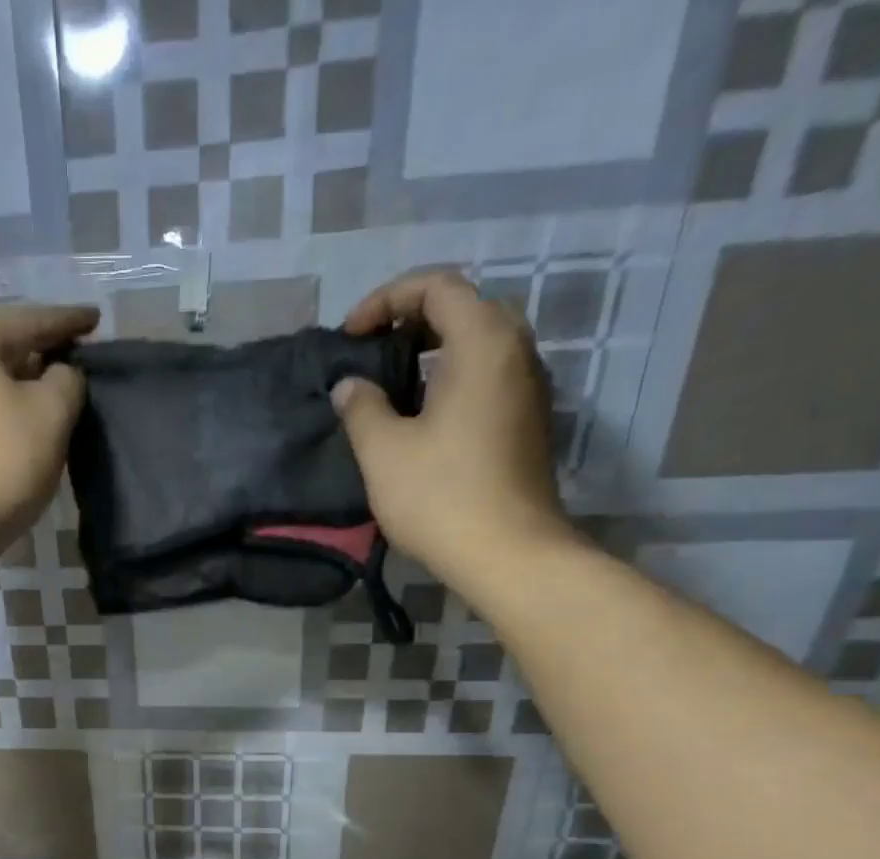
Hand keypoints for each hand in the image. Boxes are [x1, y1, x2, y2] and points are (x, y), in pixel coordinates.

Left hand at [0, 302, 98, 566]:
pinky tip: (12, 426)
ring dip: (12, 387)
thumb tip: (60, 374)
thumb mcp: (51, 415)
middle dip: (36, 355)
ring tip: (46, 395)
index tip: (94, 319)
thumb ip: (67, 381)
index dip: (67, 322)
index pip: (27, 320)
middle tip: (71, 359)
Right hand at [333, 271, 572, 597]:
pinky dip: (451, 378)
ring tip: (390, 386)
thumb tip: (350, 385)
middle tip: (371, 353)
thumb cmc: (441, 496)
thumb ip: (361, 407)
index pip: (437, 286)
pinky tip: (422, 418)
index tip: (350, 335)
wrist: (508, 553)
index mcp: (482, 343)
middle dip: (411, 320)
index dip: (386, 299)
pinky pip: (488, 377)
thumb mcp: (383, 451)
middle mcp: (515, 352)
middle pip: (464, 308)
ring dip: (432, 352)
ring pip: (479, 344)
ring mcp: (529, 387)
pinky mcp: (528, 421)